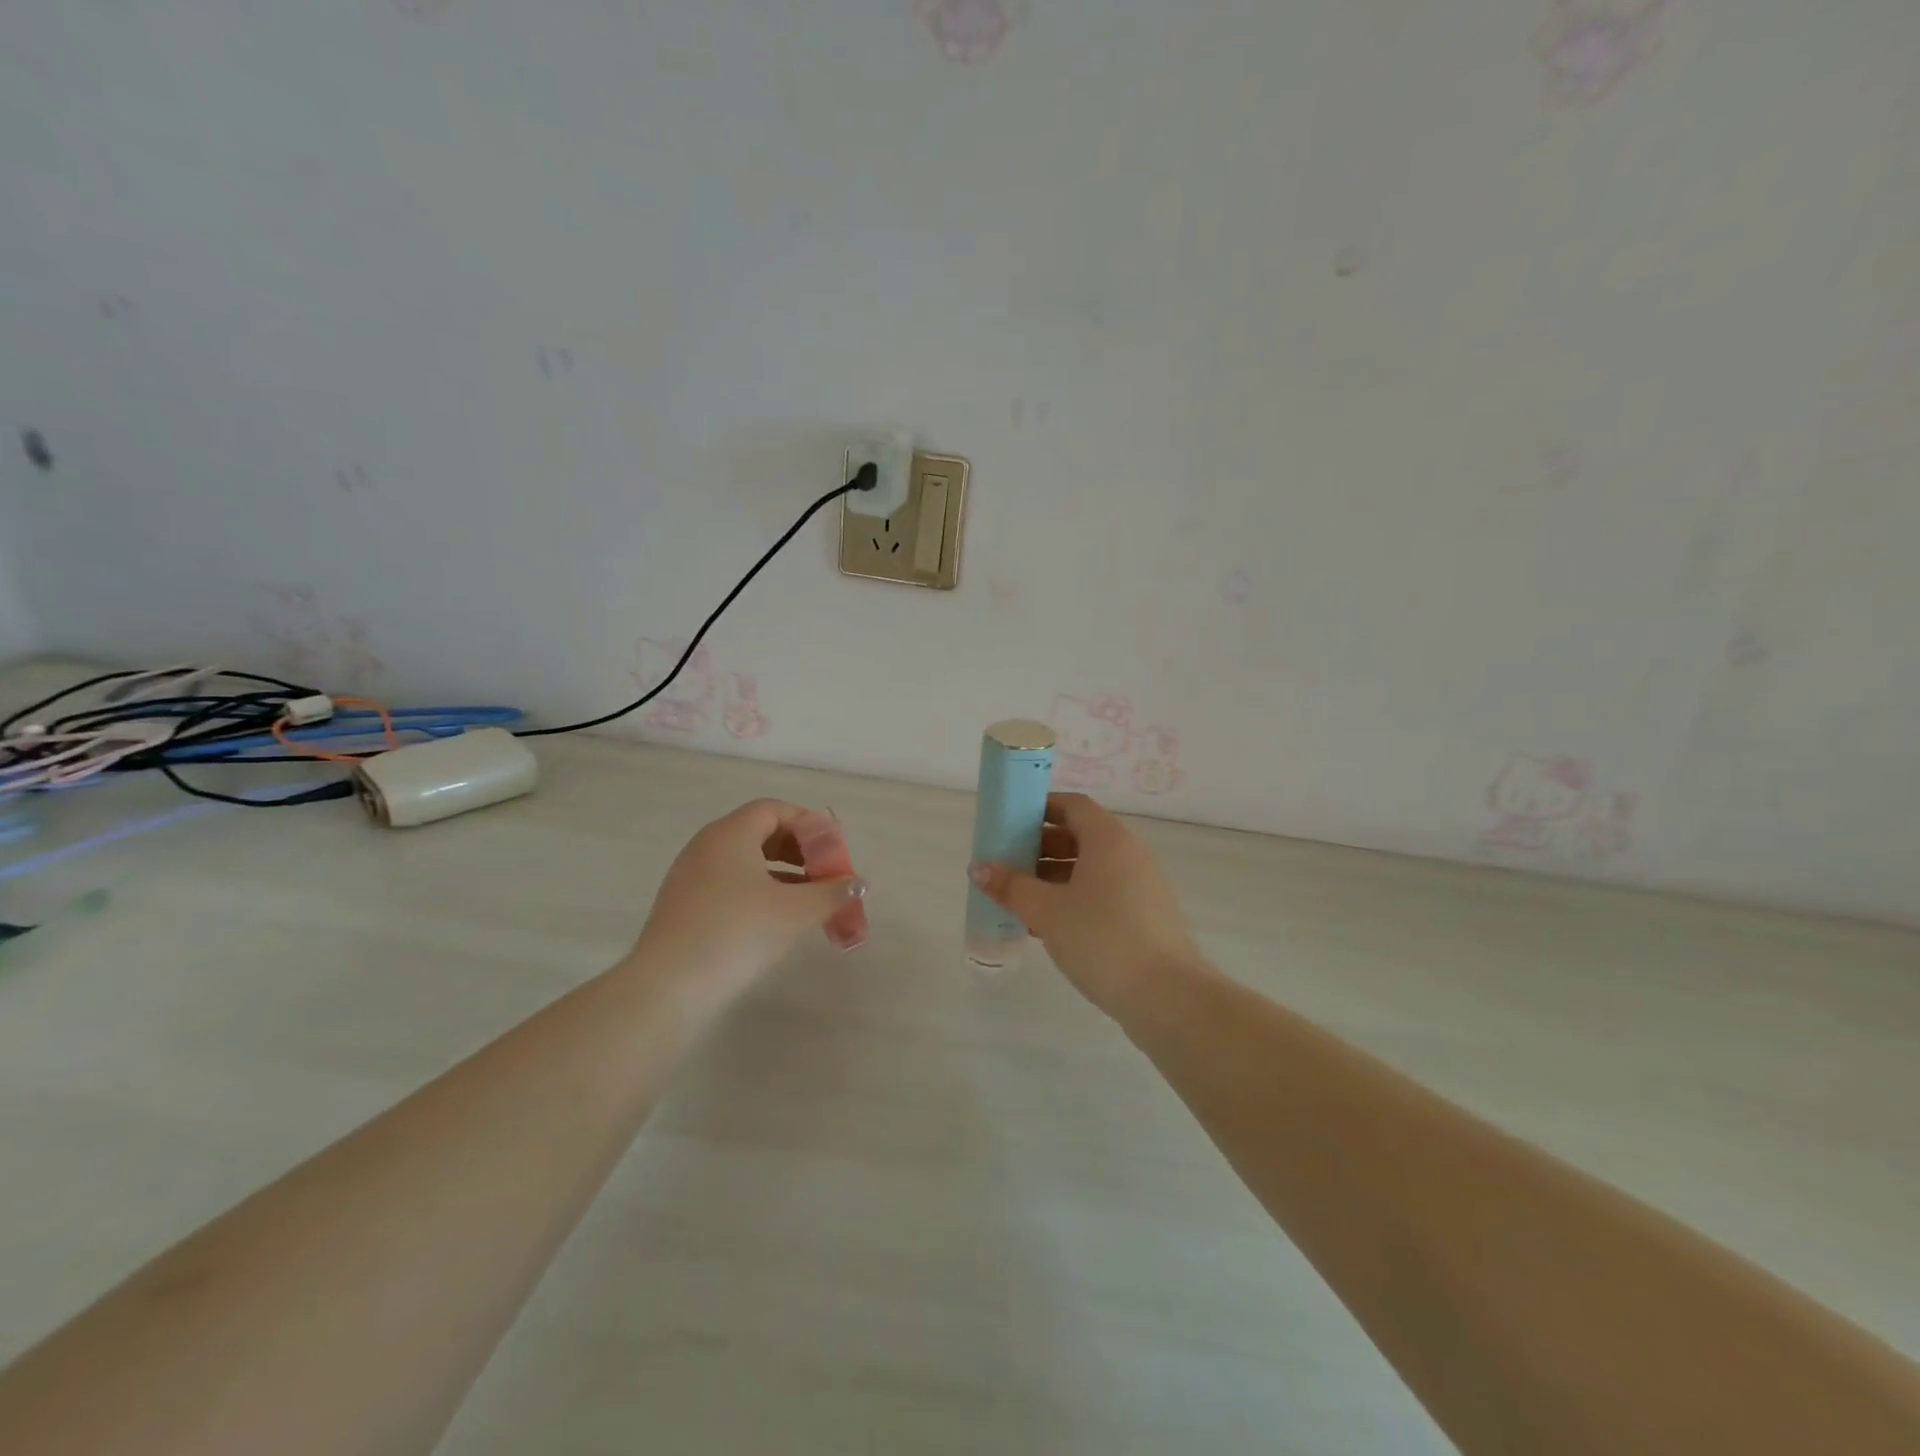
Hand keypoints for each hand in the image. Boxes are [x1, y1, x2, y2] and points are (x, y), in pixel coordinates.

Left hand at [631, 799, 865, 1008]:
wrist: (669, 987)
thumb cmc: (738, 933)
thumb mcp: (795, 911)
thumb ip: (832, 892)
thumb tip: (857, 884)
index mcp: (731, 833)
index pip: (774, 810)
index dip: (808, 824)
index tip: (832, 849)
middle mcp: (707, 845)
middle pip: (759, 832)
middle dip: (798, 849)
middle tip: (824, 872)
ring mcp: (690, 876)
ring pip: (744, 860)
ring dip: (781, 873)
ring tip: (807, 898)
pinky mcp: (683, 905)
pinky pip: (729, 883)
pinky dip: (758, 890)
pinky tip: (776, 918)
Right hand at [970, 793, 1200, 1017]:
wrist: (1167, 996)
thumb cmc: (1102, 938)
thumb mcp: (1047, 911)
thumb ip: (1011, 886)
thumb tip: (979, 867)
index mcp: (1108, 839)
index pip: (1072, 806)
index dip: (1040, 809)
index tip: (1009, 824)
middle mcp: (1128, 854)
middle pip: (1079, 836)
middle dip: (1040, 847)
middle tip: (1007, 865)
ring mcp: (1141, 886)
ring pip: (1089, 869)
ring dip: (1053, 878)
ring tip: (1019, 899)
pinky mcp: (1144, 917)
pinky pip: (1102, 894)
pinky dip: (1073, 900)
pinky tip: (1046, 927)